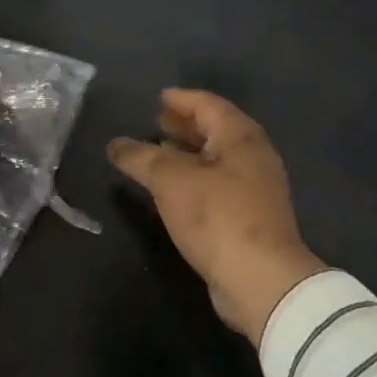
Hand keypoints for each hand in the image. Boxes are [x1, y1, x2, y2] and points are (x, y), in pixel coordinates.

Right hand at [109, 90, 324, 343]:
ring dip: (189, 152)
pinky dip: (196, 177)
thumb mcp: (170, 180)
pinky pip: (219, 184)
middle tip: (156, 122)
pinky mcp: (252, 217)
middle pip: (216, 130)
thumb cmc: (217, 216)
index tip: (159, 98)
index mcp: (240, 136)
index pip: (208, 104)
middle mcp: (254, 156)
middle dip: (185, 125)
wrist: (261, 279)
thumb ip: (141, 157)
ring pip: (217, 158)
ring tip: (159, 152)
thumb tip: (115, 144)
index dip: (181, 99)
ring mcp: (257, 188)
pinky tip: (174, 190)